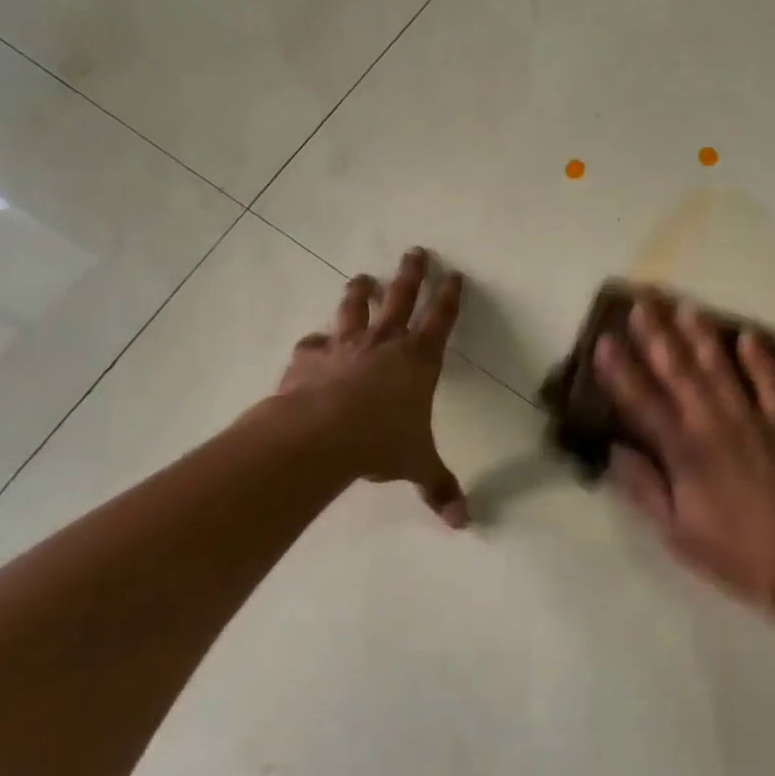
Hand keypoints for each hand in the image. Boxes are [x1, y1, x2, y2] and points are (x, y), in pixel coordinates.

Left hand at [278, 247, 468, 527]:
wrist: (319, 436)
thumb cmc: (380, 442)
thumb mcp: (416, 465)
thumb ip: (439, 488)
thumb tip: (464, 524)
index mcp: (418, 360)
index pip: (441, 320)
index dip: (449, 297)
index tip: (455, 274)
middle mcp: (384, 343)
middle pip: (400, 298)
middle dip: (411, 274)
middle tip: (415, 251)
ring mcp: (344, 347)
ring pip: (354, 310)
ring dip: (360, 293)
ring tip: (362, 278)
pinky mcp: (310, 359)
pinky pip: (313, 344)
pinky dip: (315, 343)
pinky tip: (313, 342)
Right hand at [594, 299, 774, 613]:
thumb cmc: (737, 552)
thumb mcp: (677, 533)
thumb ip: (644, 489)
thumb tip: (614, 452)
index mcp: (685, 453)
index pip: (644, 403)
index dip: (621, 371)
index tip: (604, 340)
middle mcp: (714, 425)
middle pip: (680, 372)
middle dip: (657, 336)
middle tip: (641, 302)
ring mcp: (753, 420)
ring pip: (721, 368)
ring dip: (700, 335)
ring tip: (685, 305)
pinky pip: (770, 383)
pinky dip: (759, 358)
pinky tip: (747, 334)